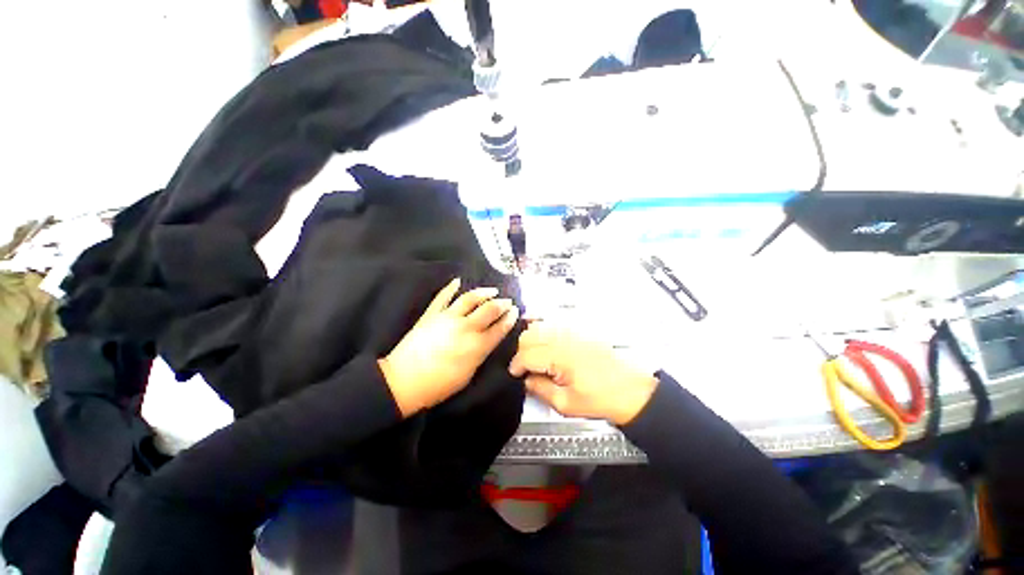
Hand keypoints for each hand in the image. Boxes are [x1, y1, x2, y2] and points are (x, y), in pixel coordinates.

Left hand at [379, 278, 519, 416]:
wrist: (403, 381)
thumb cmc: (439, 386)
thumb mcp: (468, 375)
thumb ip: (480, 355)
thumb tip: (486, 341)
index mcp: (477, 346)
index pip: (499, 328)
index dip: (509, 318)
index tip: (515, 311)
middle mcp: (466, 328)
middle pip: (489, 310)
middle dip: (502, 304)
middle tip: (508, 301)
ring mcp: (448, 318)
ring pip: (470, 298)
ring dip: (483, 292)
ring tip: (492, 290)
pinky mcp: (431, 314)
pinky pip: (443, 296)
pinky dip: (451, 287)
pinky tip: (458, 280)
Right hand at [509, 323, 657, 425]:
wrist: (630, 390)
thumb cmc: (603, 398)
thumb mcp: (566, 404)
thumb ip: (540, 389)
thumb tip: (526, 380)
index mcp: (560, 357)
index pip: (525, 354)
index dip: (516, 366)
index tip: (515, 374)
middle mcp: (564, 338)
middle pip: (529, 335)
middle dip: (521, 352)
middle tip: (525, 368)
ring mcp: (572, 331)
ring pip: (539, 326)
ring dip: (531, 340)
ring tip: (535, 358)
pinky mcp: (579, 330)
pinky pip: (553, 324)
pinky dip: (544, 332)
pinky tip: (547, 346)